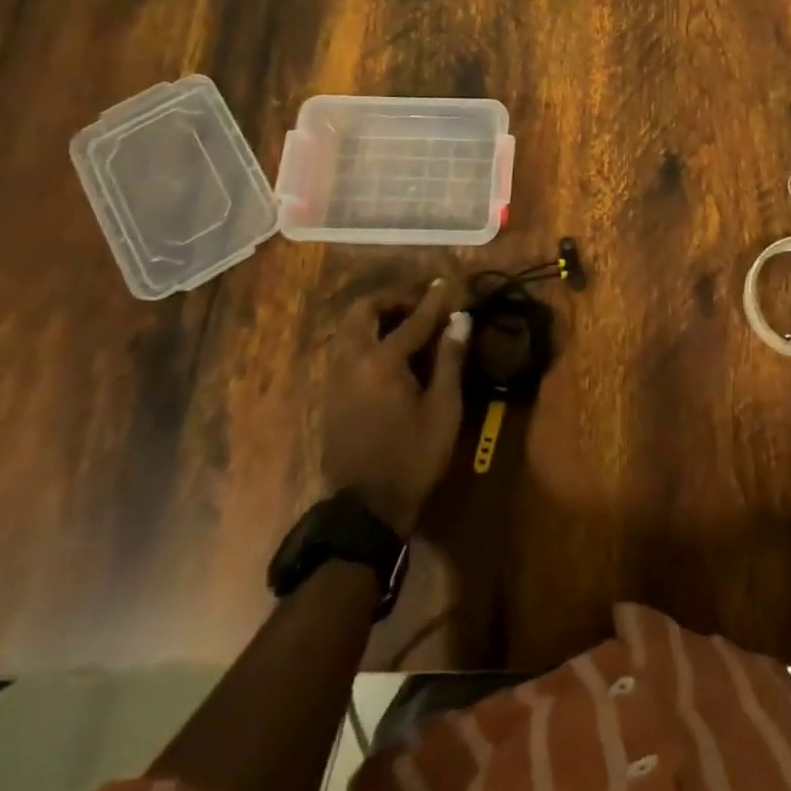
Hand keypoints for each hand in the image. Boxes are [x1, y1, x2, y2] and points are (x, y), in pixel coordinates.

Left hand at [316, 278, 470, 535]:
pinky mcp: (330, 395)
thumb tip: (460, 319)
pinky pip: (346, 350)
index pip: (413, 319)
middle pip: (363, 311)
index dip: (433, 300)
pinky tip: (389, 355)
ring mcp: (335, 378)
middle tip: (419, 304)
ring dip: (376, 318)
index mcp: (382, 362)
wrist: (367, 507)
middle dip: (392, 299)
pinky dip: (366, 338)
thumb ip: (450, 358)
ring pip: (349, 330)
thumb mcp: (444, 409)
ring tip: (406, 326)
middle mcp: (352, 361)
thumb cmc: (413, 457)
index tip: (446, 282)